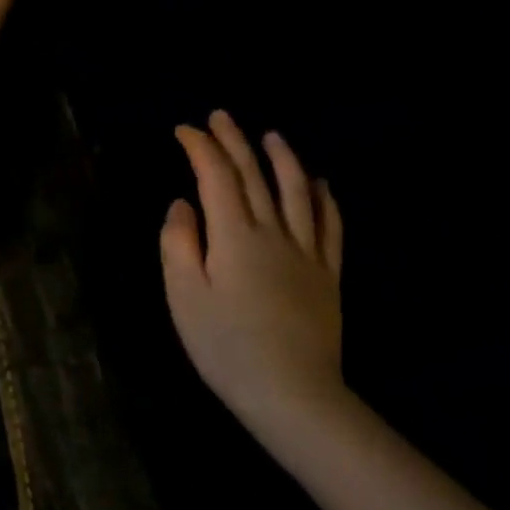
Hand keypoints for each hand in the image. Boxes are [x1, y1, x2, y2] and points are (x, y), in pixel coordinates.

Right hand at [160, 111, 347, 441]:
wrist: (292, 393)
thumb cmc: (226, 346)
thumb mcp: (184, 296)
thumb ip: (178, 243)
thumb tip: (182, 204)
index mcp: (233, 235)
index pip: (215, 177)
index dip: (199, 148)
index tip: (183, 130)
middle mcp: (273, 232)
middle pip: (254, 176)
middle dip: (234, 141)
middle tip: (221, 116)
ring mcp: (306, 252)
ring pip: (296, 192)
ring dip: (283, 159)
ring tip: (272, 136)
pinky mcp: (328, 275)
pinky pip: (330, 226)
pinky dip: (325, 199)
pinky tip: (321, 184)